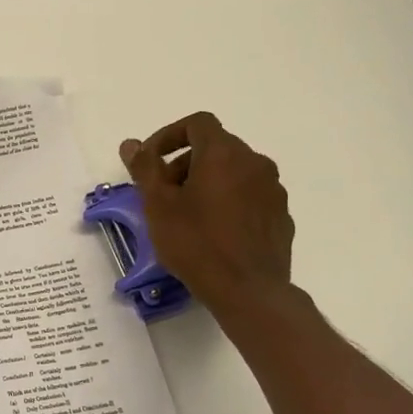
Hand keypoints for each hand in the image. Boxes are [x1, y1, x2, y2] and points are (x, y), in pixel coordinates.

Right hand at [120, 112, 295, 323]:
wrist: (248, 290)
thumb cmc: (196, 243)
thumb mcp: (159, 206)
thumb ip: (145, 169)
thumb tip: (132, 144)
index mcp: (224, 153)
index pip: (197, 123)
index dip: (169, 136)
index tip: (150, 161)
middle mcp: (255, 162)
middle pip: (216, 148)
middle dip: (185, 164)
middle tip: (163, 194)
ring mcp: (273, 190)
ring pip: (234, 173)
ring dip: (208, 183)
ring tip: (188, 216)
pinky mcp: (281, 216)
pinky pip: (250, 197)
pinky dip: (229, 203)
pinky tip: (215, 233)